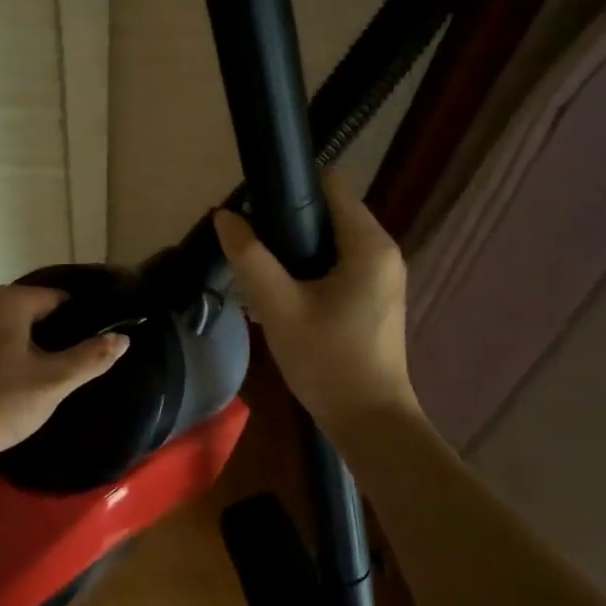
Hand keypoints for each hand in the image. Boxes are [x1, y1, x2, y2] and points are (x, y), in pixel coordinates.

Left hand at [0, 284, 129, 465]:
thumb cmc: (0, 404)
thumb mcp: (53, 383)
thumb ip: (90, 357)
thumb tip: (123, 338)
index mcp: (9, 300)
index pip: (58, 299)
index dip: (78, 320)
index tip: (90, 345)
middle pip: (32, 310)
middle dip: (52, 332)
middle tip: (69, 363)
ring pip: (8, 326)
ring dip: (26, 343)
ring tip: (43, 373)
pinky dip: (2, 352)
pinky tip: (9, 379)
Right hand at [214, 170, 420, 433]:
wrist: (369, 422)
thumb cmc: (327, 361)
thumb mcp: (279, 306)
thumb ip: (250, 257)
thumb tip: (223, 216)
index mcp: (368, 244)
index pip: (330, 184)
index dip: (289, 184)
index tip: (252, 200)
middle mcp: (382, 250)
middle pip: (329, 211)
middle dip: (286, 218)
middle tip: (246, 237)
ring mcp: (382, 275)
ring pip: (331, 240)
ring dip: (294, 245)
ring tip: (256, 263)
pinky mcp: (374, 296)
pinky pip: (338, 263)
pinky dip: (309, 266)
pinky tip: (279, 288)